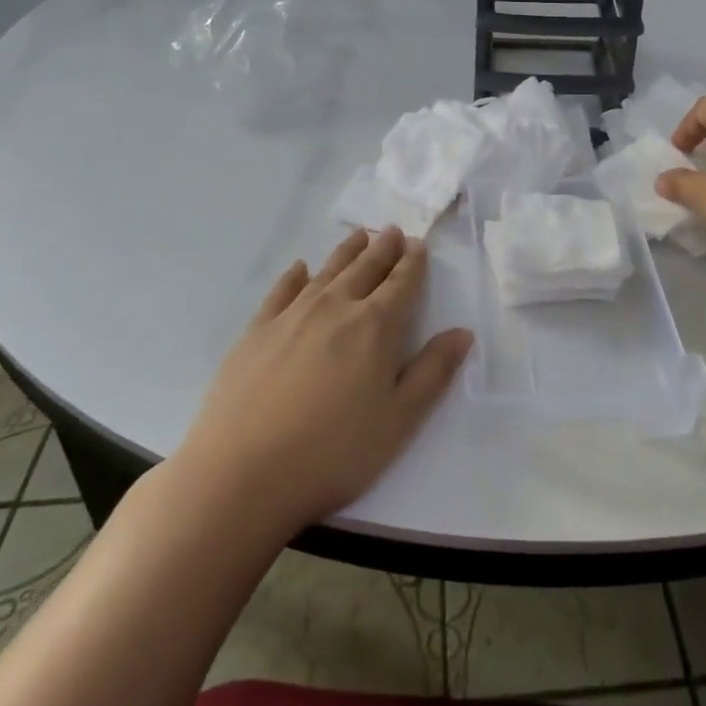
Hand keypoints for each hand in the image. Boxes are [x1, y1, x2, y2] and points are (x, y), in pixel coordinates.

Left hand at [169, 227, 470, 534]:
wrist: (242, 474)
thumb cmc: (334, 452)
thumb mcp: (399, 420)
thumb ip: (433, 371)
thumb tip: (462, 332)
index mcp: (375, 327)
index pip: (401, 283)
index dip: (413, 263)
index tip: (419, 244)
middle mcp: (335, 308)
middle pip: (365, 269)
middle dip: (383, 249)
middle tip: (393, 231)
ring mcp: (291, 316)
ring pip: (327, 272)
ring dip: (347, 252)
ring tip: (359, 236)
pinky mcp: (256, 332)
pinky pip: (281, 290)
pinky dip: (295, 275)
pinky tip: (300, 268)